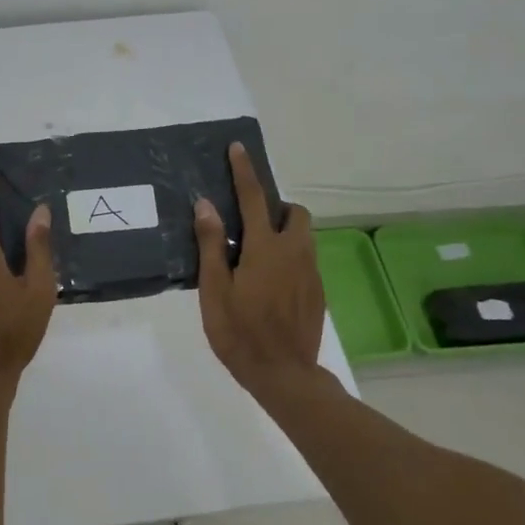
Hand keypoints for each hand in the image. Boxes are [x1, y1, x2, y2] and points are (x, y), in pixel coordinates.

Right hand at [194, 142, 323, 390]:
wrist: (284, 375)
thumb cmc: (239, 333)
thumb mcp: (215, 290)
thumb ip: (212, 245)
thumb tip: (206, 204)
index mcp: (265, 248)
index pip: (253, 198)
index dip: (244, 171)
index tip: (238, 148)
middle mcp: (295, 252)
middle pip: (294, 212)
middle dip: (276, 207)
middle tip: (251, 223)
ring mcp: (310, 272)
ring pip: (303, 236)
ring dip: (284, 231)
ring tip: (257, 255)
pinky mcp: (317, 292)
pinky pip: (305, 260)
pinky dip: (289, 257)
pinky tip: (269, 283)